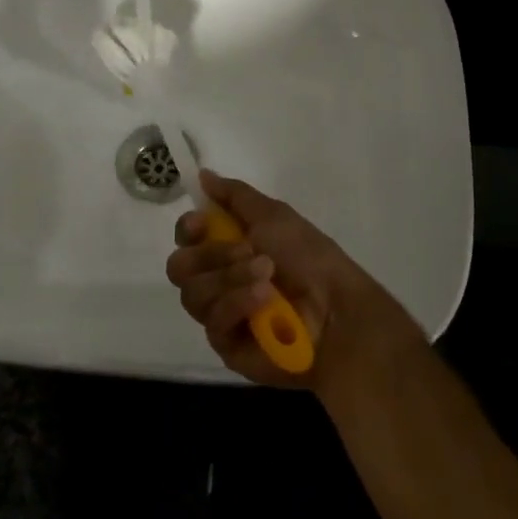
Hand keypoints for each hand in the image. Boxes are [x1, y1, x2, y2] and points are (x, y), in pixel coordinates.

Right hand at [166, 170, 423, 392]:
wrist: (337, 309)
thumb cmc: (309, 257)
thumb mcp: (274, 215)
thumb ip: (234, 196)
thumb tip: (203, 174)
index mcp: (228, 246)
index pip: (186, 238)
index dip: (187, 229)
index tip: (201, 223)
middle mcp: (218, 279)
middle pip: (180, 266)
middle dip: (211, 254)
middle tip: (248, 250)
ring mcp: (220, 313)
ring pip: (193, 294)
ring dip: (230, 278)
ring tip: (267, 275)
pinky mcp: (226, 344)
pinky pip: (213, 320)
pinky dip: (237, 303)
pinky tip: (264, 299)